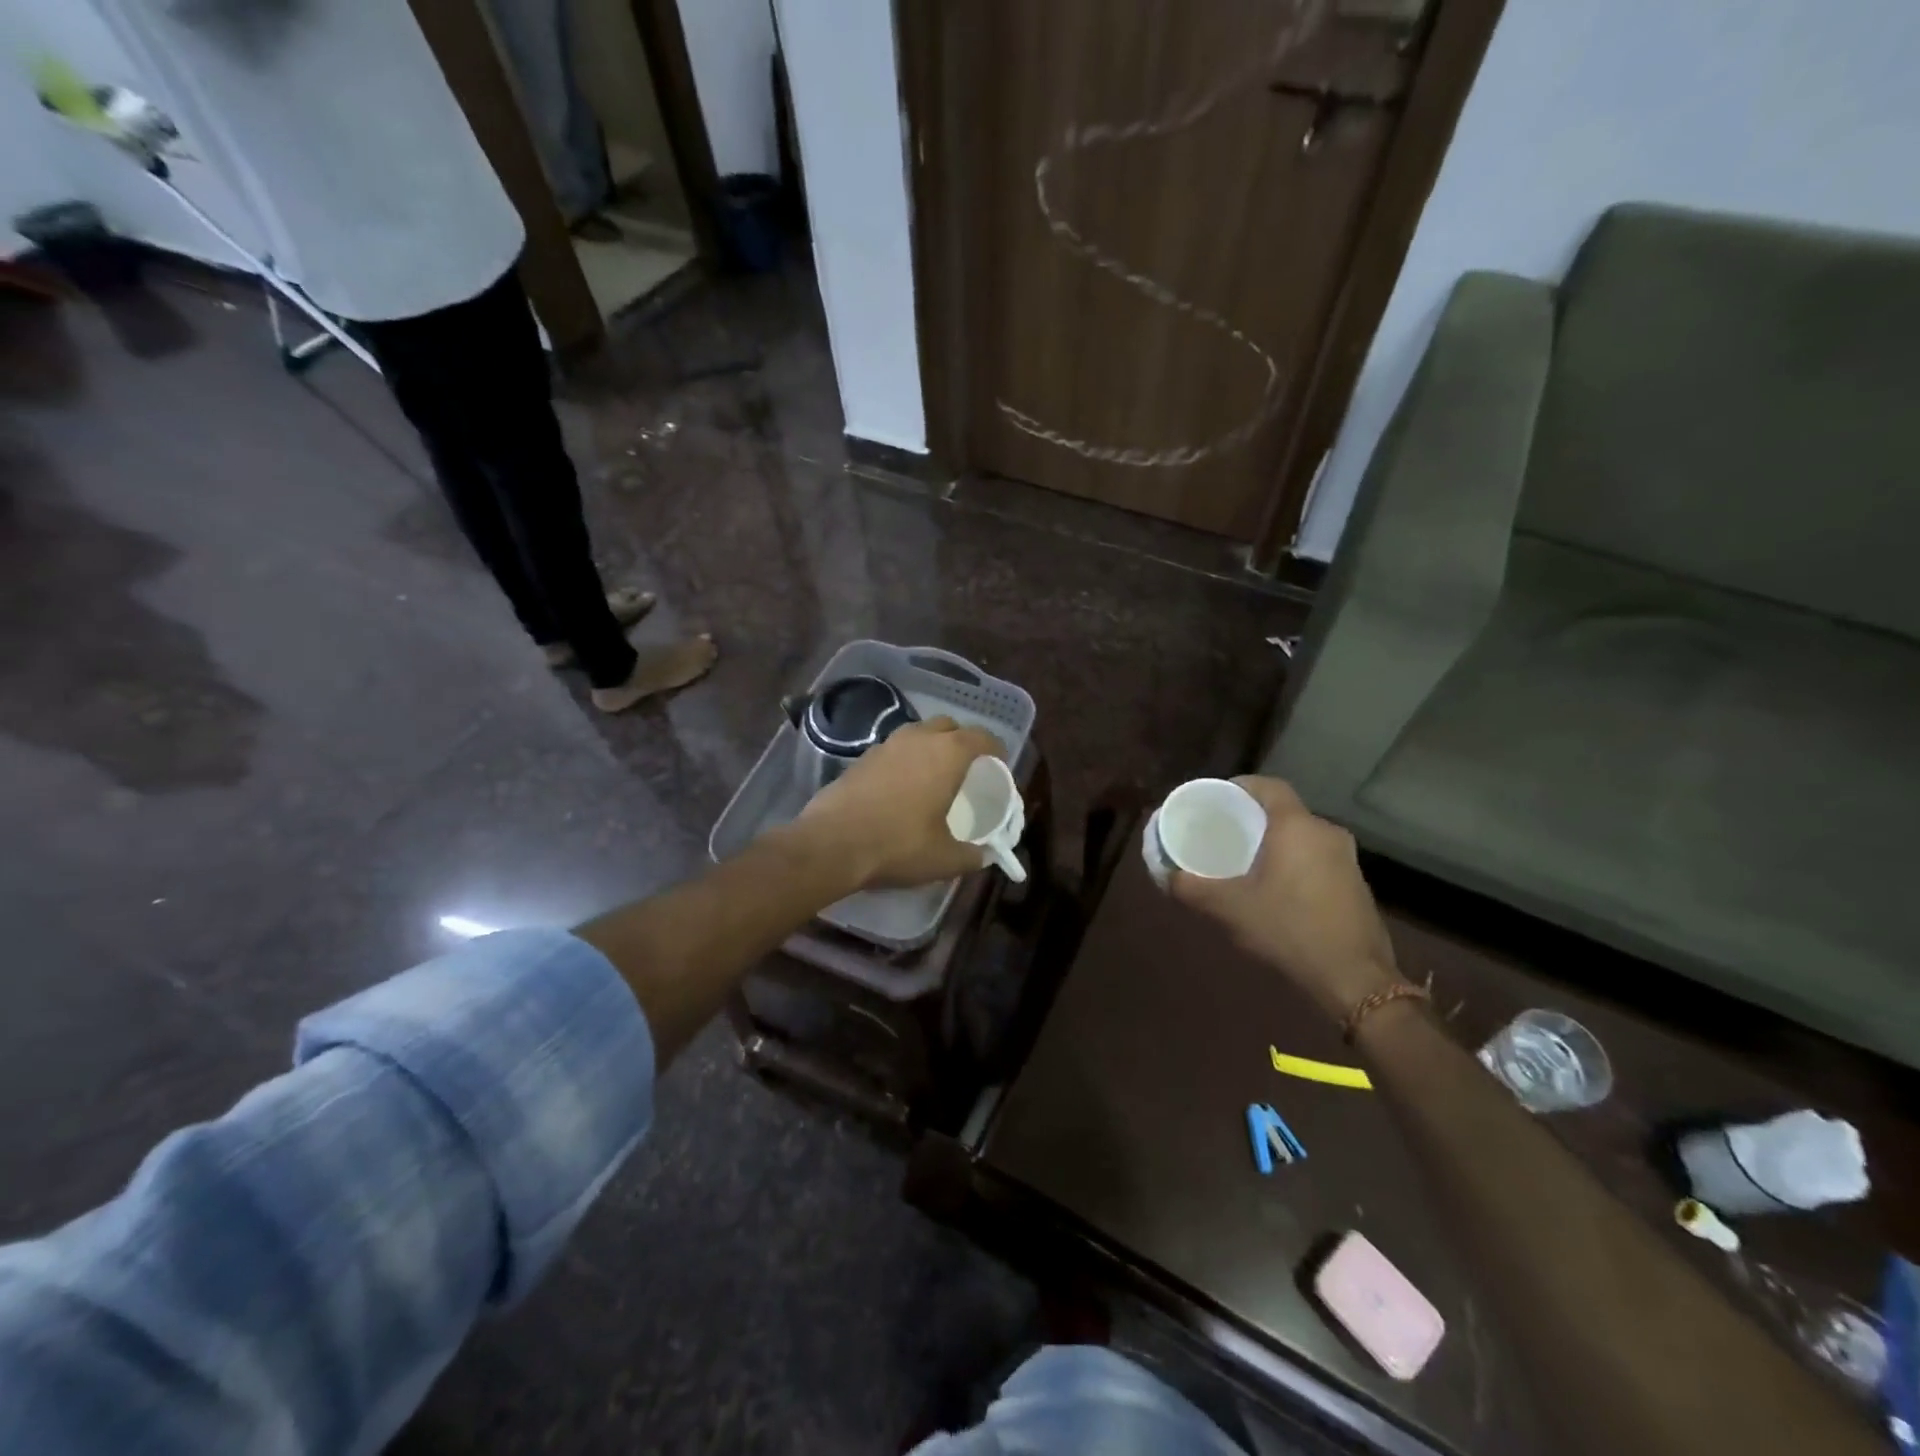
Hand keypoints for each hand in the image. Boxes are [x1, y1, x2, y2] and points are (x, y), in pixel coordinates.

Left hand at [794, 717, 1007, 890]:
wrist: (832, 844)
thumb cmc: (898, 845)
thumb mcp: (945, 859)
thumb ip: (972, 855)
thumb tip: (985, 856)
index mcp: (948, 753)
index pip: (982, 737)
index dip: (996, 750)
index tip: (999, 766)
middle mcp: (918, 738)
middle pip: (949, 726)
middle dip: (963, 742)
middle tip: (968, 769)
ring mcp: (886, 744)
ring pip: (919, 734)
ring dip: (932, 748)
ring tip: (936, 776)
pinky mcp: (862, 757)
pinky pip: (895, 749)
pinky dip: (907, 760)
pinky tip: (904, 787)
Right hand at [1171, 776, 1404, 1022]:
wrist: (1354, 979)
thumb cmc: (1288, 929)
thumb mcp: (1229, 908)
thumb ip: (1192, 888)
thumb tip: (1167, 876)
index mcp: (1297, 827)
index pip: (1269, 786)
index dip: (1241, 786)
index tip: (1217, 799)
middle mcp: (1326, 833)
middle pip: (1284, 812)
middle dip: (1253, 818)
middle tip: (1223, 832)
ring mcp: (1347, 859)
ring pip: (1302, 836)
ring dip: (1275, 843)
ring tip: (1244, 860)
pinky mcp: (1356, 884)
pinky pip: (1316, 858)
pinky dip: (1293, 862)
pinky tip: (1275, 888)